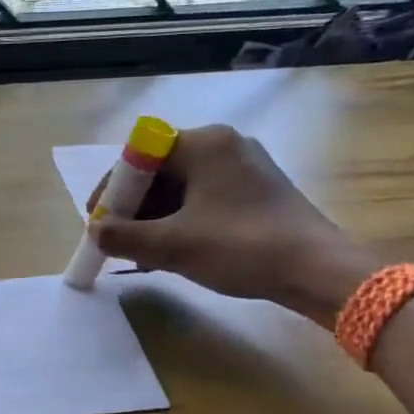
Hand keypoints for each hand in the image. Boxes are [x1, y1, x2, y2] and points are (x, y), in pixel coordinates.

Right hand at [88, 125, 378, 325]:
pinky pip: (205, 198)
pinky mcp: (258, 190)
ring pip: (182, 187)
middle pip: (160, 170)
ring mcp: (244, 166)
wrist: (317, 270)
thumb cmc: (241, 248)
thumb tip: (96, 232)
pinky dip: (182, 221)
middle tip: (117, 240)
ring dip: (155, 218)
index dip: (112, 189)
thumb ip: (124, 237)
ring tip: (141, 253)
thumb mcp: (172, 246)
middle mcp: (224, 144)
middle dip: (133, 207)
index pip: (138, 155)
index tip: (98, 221)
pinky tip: (173, 251)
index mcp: (203, 143)